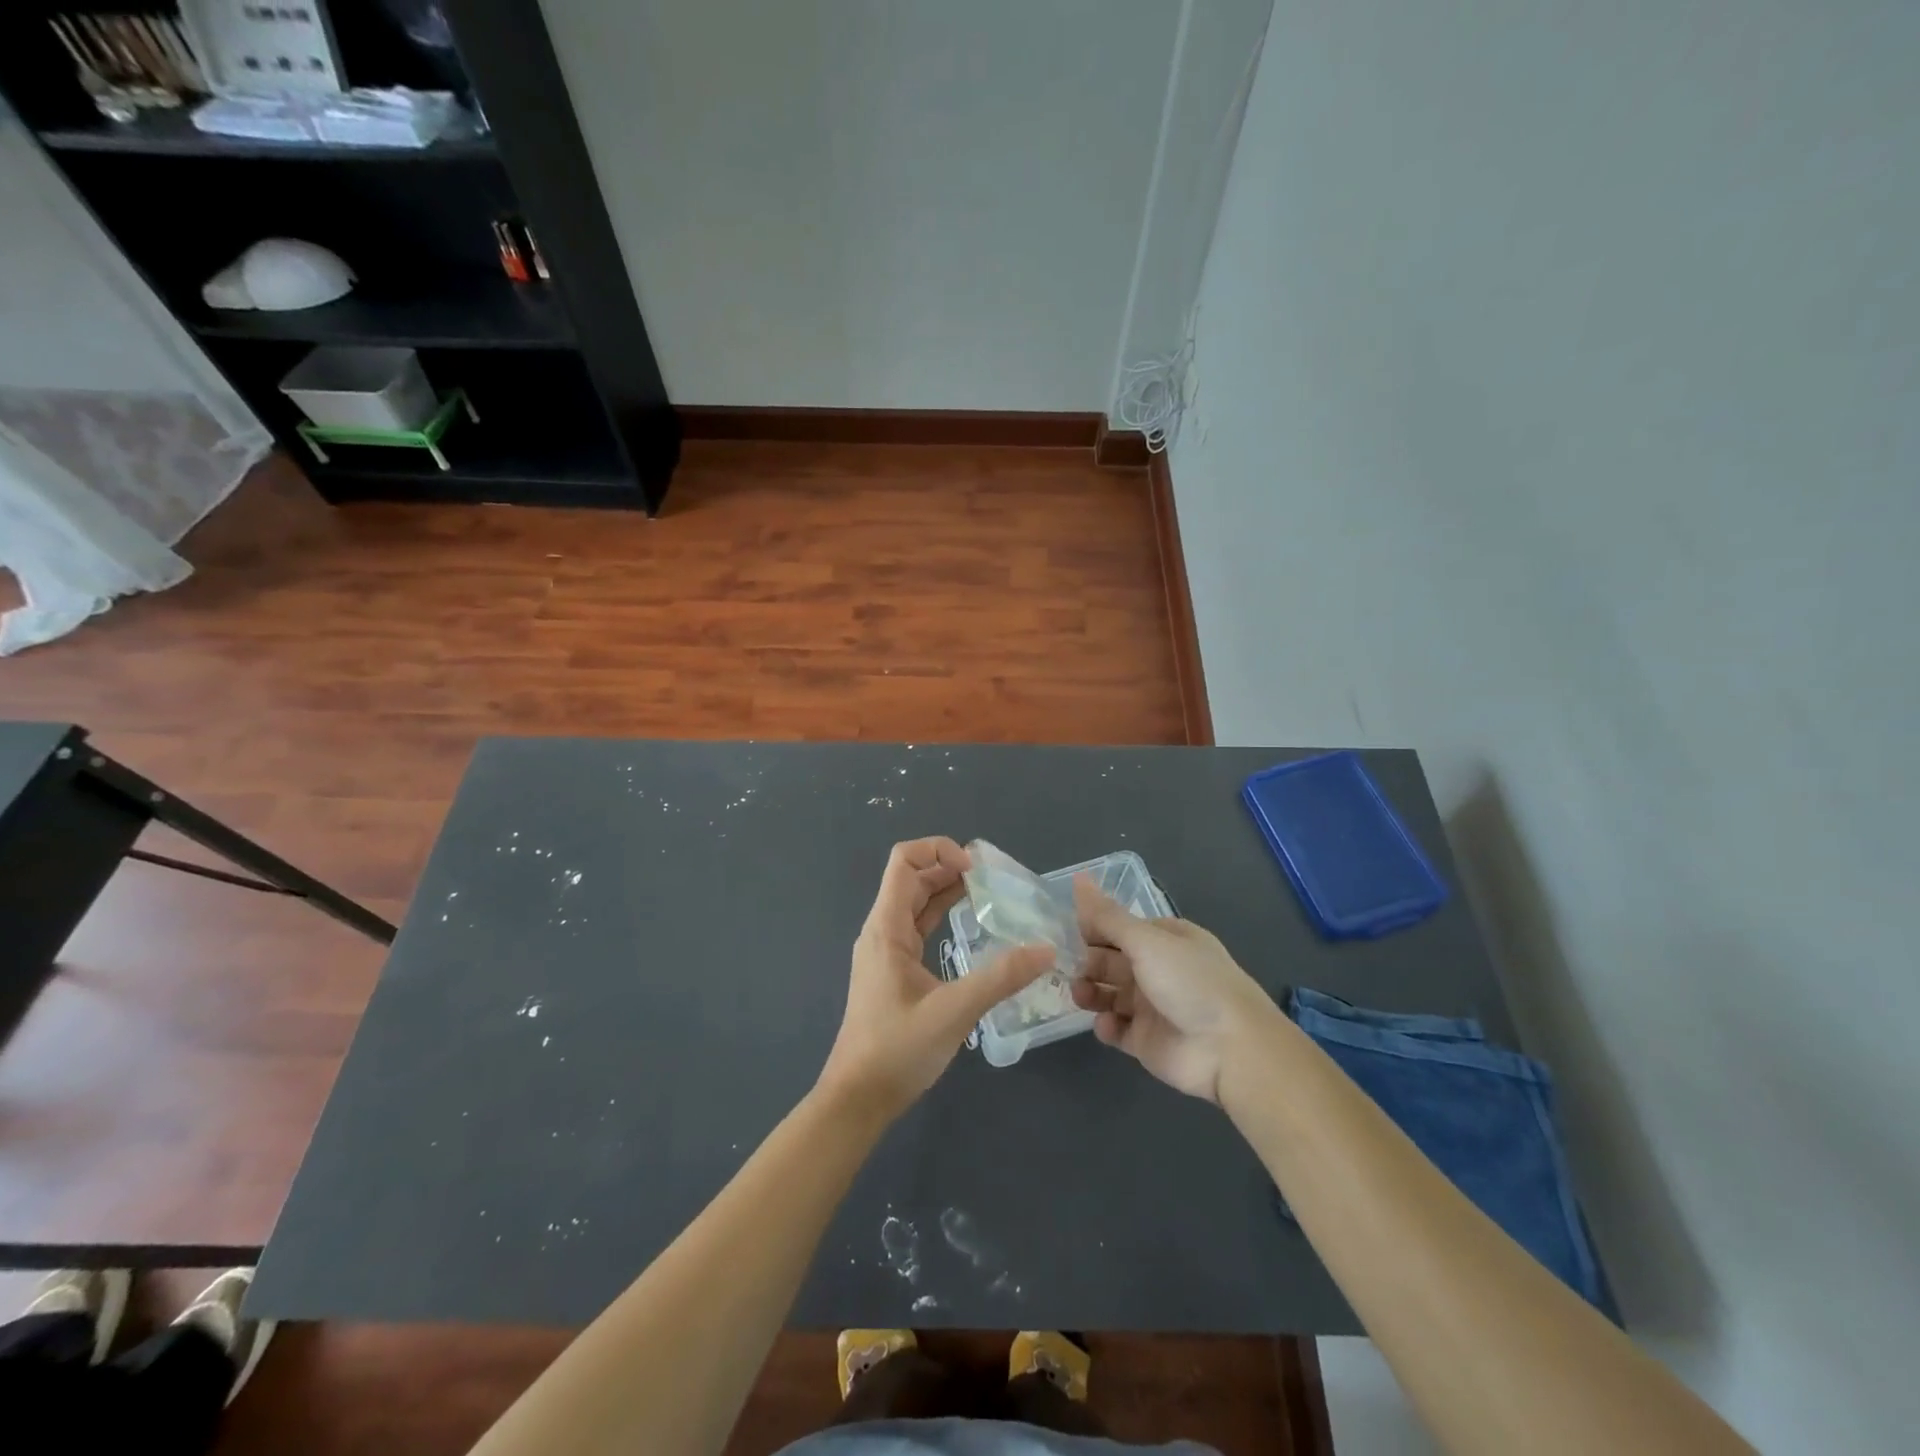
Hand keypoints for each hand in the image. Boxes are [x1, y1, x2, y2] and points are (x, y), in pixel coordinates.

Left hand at [818, 837, 1052, 1119]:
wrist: (857, 1099)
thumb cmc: (897, 1051)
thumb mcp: (954, 1012)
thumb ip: (1001, 978)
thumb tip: (1046, 949)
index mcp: (886, 928)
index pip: (904, 861)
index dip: (939, 850)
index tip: (977, 869)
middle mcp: (882, 931)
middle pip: (912, 878)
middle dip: (949, 867)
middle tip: (993, 879)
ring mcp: (885, 951)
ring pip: (915, 903)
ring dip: (946, 890)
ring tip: (988, 893)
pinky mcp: (893, 971)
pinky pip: (918, 928)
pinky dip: (942, 915)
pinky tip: (969, 926)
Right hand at [1070, 877, 1278, 1103]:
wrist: (1230, 1049)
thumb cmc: (1190, 982)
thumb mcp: (1147, 941)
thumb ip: (1107, 916)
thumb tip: (1079, 877)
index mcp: (1165, 940)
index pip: (1120, 928)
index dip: (1093, 929)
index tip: (1066, 932)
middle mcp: (1159, 970)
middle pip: (1111, 961)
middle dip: (1087, 962)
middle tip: (1063, 967)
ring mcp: (1152, 1007)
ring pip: (1109, 994)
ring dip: (1090, 992)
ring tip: (1079, 995)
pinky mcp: (1146, 1041)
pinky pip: (1117, 1029)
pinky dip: (1106, 1026)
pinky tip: (1106, 1024)